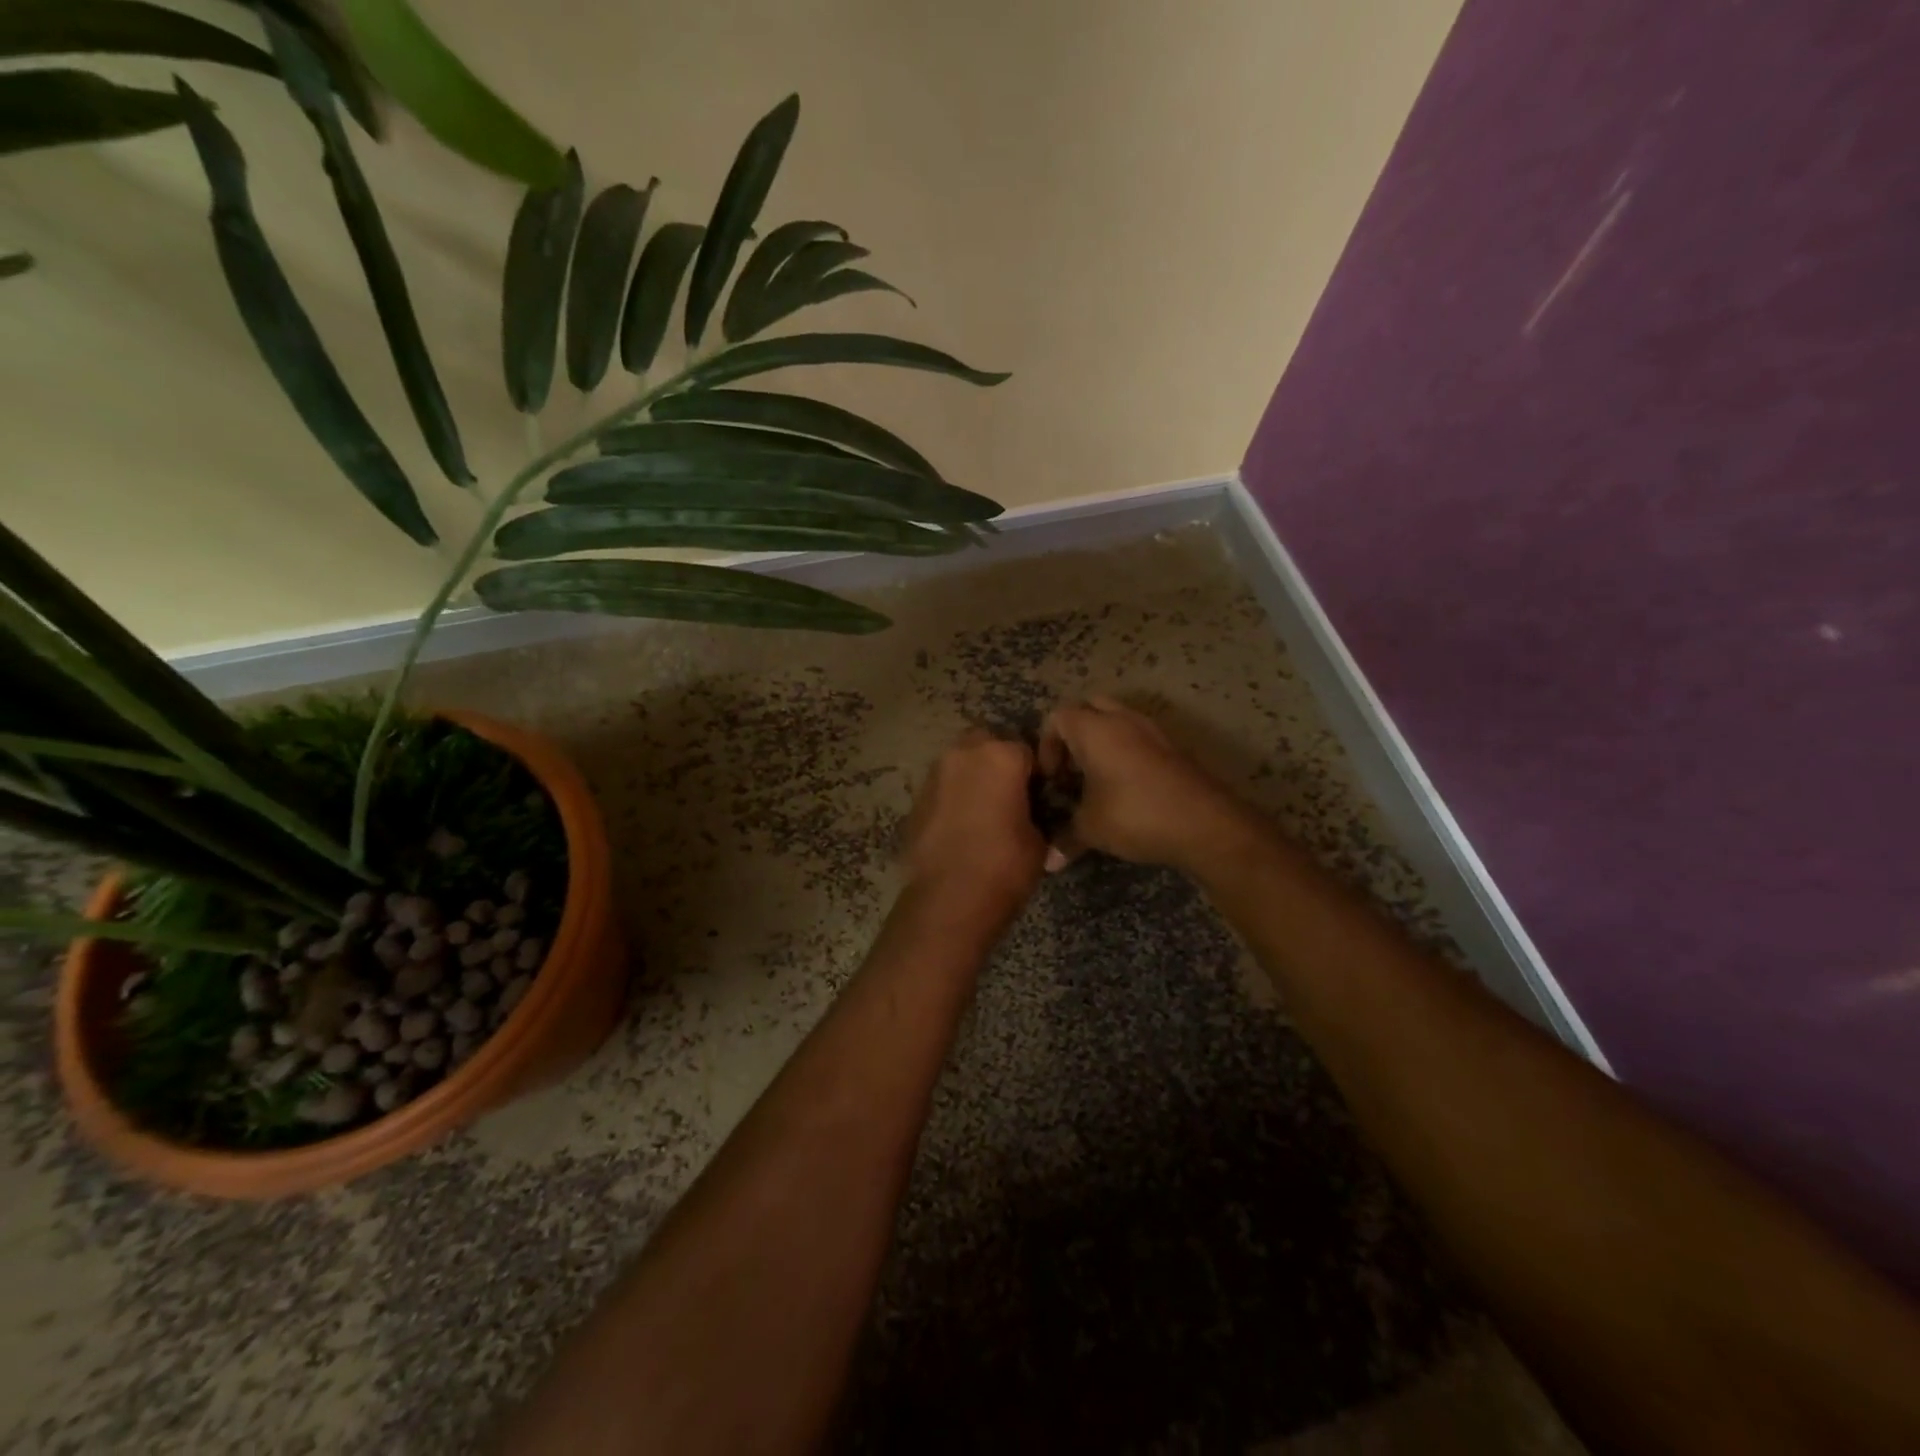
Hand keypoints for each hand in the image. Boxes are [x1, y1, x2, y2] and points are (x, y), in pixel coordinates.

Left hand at [901, 729, 1046, 920]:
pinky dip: (953, 797)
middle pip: (987, 743)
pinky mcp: (916, 798)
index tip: (1040, 794)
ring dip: (972, 776)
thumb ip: (1035, 814)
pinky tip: (960, 825)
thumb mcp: (1039, 841)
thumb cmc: (1004, 866)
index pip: (1027, 750)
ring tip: (984, 810)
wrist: (948, 899)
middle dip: (998, 761)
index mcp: (1001, 756)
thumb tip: (1030, 815)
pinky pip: (942, 787)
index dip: (1036, 773)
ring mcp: (935, 774)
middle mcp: (964, 754)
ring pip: (960, 762)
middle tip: (1010, 794)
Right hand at [1038, 696, 1246, 871]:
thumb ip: (1065, 838)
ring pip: (1117, 720)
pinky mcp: (1173, 747)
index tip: (1052, 779)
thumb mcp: (1091, 829)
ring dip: (1102, 742)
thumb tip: (1048, 862)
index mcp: (1094, 729)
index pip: (1058, 717)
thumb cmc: (1135, 815)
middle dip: (1075, 735)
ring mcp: (1152, 730)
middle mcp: (1122, 720)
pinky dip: (1126, 752)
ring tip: (1097, 780)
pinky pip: (1139, 737)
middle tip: (1072, 770)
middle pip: (1089, 708)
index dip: (1047, 746)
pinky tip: (1126, 788)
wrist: (1204, 823)